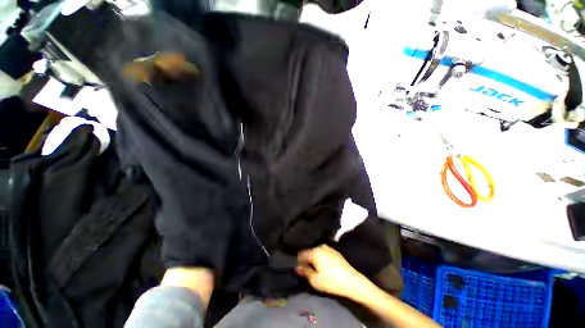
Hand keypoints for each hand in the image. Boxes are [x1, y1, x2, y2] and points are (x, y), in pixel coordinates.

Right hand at [295, 244, 366, 297]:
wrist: (352, 281)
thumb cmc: (331, 281)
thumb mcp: (315, 280)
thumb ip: (304, 272)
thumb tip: (296, 267)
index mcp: (315, 251)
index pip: (301, 254)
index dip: (297, 261)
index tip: (298, 269)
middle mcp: (321, 246)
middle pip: (308, 252)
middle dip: (306, 260)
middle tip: (305, 270)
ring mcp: (328, 247)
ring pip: (316, 252)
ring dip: (313, 259)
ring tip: (314, 268)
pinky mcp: (334, 251)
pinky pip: (322, 252)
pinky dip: (320, 258)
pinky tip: (322, 266)